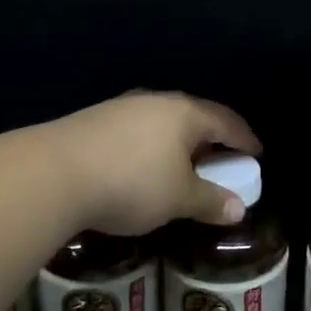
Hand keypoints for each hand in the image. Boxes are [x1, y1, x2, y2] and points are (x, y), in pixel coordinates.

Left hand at [43, 92, 261, 236]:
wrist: (53, 173)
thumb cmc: (132, 182)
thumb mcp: (179, 198)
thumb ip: (211, 201)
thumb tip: (240, 209)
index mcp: (184, 113)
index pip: (225, 121)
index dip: (244, 138)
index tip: (256, 153)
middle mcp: (156, 101)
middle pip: (193, 117)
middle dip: (210, 139)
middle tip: (221, 161)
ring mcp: (121, 107)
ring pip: (161, 122)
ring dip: (177, 143)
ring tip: (181, 166)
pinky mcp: (94, 120)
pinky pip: (136, 131)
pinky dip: (149, 147)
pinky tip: (141, 167)